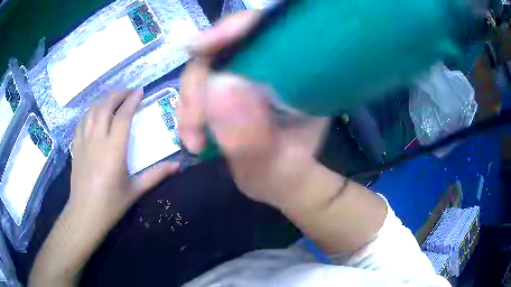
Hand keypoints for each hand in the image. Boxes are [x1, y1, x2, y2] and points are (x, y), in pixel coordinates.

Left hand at [30, 91, 179, 286]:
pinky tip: (94, 113)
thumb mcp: (135, 190)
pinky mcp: (76, 146)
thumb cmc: (111, 204)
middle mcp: (97, 140)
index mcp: (113, 150)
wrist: (85, 213)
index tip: (140, 92)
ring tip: (113, 99)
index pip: (123, 116)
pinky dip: (90, 112)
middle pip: (105, 107)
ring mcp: (84, 141)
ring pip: (92, 111)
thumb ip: (156, 175)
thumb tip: (178, 166)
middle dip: (117, 95)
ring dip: (103, 101)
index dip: (132, 101)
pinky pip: (81, 121)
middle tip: (128, 93)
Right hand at [178, 12, 330, 208]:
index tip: (201, 47)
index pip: (264, 28)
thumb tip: (218, 87)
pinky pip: (197, 88)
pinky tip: (193, 138)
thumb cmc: (288, 174)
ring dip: (189, 103)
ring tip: (194, 141)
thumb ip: (253, 139)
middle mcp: (269, 64)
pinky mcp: (226, 88)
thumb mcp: (275, 167)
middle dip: (197, 83)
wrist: (282, 180)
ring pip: (203, 69)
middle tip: (193, 128)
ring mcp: (244, 74)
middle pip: (221, 47)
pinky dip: (188, 110)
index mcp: (296, 72)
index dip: (232, 28)